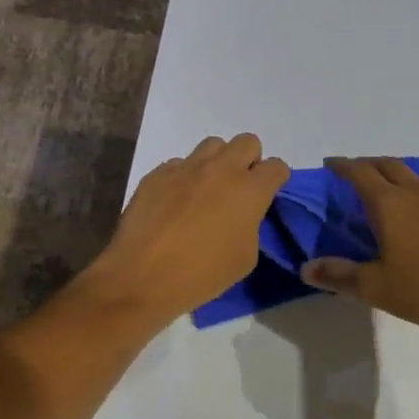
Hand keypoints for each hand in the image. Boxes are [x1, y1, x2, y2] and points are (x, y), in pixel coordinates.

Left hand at [79, 134, 289, 321]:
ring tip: (207, 190)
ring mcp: (186, 167)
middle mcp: (221, 169)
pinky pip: (179, 164)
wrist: (141, 277)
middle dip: (249, 160)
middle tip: (239, 188)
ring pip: (212, 145)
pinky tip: (175, 202)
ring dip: (217, 162)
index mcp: (249, 190)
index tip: (268, 194)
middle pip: (247, 142)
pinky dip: (184, 177)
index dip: (276, 179)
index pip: (277, 167)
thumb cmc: (201, 275)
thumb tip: (242, 214)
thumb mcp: (244, 258)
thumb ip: (251, 225)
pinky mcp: (158, 173)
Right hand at [302, 157, 418, 330]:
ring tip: (379, 189)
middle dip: (365, 163)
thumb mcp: (374, 286)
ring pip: (409, 174)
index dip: (341, 166)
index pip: (359, 173)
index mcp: (388, 203)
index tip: (328, 165)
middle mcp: (413, 194)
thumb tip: (305, 267)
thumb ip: (338, 275)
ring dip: (389, 173)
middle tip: (350, 173)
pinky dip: (409, 190)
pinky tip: (410, 214)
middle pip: (386, 164)